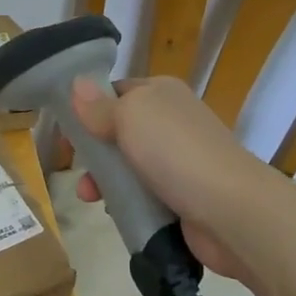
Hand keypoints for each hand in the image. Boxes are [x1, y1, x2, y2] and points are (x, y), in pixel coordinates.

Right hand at [64, 75, 281, 286]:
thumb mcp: (129, 116)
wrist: (229, 210)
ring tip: (89, 197)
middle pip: (118, 131)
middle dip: (93, 151)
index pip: (116, 92)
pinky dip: (126, 202)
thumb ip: (99, 105)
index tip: (65, 132)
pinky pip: (143, 194)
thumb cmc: (175, 152)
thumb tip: (76, 83)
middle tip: (75, 168)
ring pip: (128, 166)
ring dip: (104, 180)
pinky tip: (113, 211)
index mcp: (162, 93)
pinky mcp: (182, 196)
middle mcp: (172, 122)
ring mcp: (179, 161)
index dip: (88, 108)